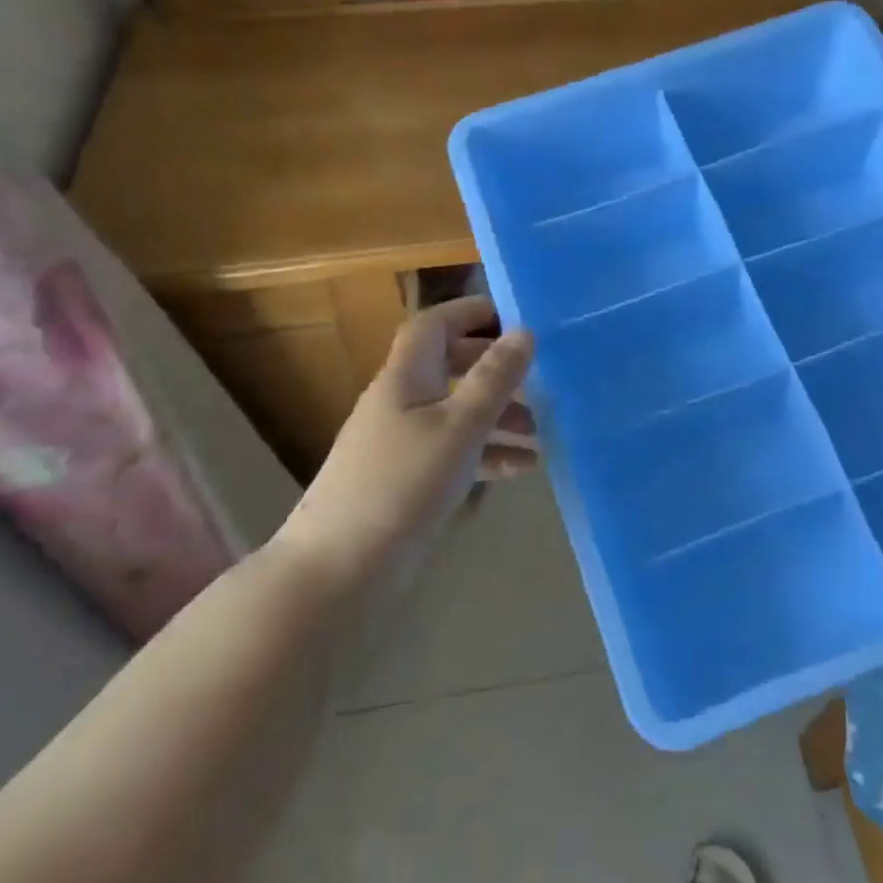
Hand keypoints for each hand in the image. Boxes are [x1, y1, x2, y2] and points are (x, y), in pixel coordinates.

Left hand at [284, 297, 535, 569]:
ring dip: (499, 417)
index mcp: (405, 378)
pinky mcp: (408, 480)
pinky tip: (522, 469)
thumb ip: (493, 380)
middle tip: (538, 379)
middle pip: (450, 368)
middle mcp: (401, 402)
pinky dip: (487, 453)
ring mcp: (402, 443)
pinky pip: (455, 452)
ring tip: (542, 434)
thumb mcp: (458, 426)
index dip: (470, 313)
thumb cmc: (402, 484)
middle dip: (494, 371)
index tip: (514, 318)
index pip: (433, 326)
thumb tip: (524, 333)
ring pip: (457, 413)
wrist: (340, 568)